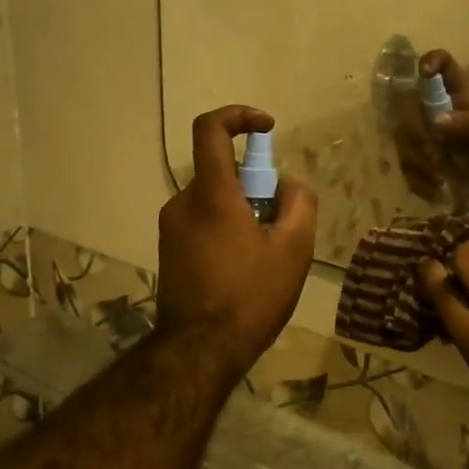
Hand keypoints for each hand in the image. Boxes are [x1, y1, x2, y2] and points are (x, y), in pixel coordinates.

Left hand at [157, 106, 317, 376]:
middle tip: (280, 223)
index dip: (239, 116)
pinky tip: (244, 269)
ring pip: (214, 199)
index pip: (211, 129)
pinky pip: (203, 222)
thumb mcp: (295, 249)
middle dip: (255, 185)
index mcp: (211, 194)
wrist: (200, 352)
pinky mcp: (169, 250)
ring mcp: (171, 228)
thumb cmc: (250, 296)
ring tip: (266, 255)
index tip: (267, 128)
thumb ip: (299, 203)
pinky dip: (227, 229)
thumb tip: (287, 184)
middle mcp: (183, 203)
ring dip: (242, 211)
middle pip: (221, 171)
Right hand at [394, 51, 468, 201]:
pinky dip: (418, 179)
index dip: (431, 61)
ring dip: (417, 161)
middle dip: (416, 132)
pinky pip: (406, 163)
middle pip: (409, 104)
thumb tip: (437, 120)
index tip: (425, 73)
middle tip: (433, 154)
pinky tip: (435, 189)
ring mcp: (425, 131)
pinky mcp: (420, 156)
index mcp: (458, 94)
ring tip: (439, 178)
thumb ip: (466, 127)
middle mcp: (437, 107)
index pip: (443, 62)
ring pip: (402, 137)